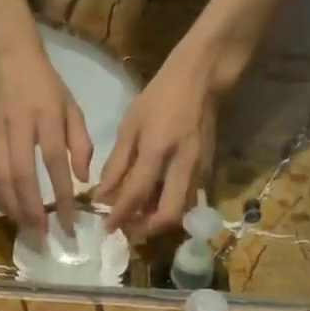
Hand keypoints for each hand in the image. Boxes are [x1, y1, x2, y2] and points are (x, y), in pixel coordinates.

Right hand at [0, 42, 91, 236]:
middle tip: (43, 234)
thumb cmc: (44, 82)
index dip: (62, 196)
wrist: (5, 55)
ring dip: (13, 207)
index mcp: (46, 117)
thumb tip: (83, 179)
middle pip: (23, 176)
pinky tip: (8, 211)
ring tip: (26, 228)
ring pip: (1, 178)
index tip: (69, 222)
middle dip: (33, 210)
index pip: (55, 163)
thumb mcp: (71, 105)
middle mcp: (19, 127)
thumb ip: (80, 142)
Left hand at [98, 49, 219, 238]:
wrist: (201, 79)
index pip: (136, 194)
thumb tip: (102, 195)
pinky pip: (188, 199)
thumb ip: (116, 163)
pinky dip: (170, 207)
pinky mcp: (207, 169)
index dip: (120, 215)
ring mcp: (199, 169)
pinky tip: (155, 203)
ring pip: (181, 210)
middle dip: (146, 229)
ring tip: (138, 219)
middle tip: (128, 231)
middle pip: (168, 214)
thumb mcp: (130, 125)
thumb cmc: (160, 97)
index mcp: (158, 149)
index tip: (107, 228)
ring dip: (159, 221)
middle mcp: (182, 164)